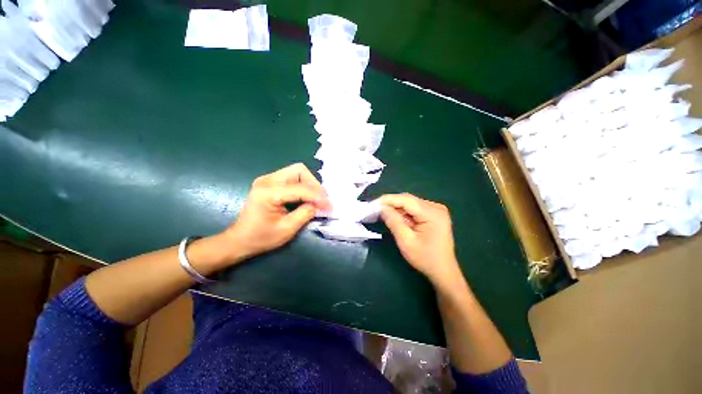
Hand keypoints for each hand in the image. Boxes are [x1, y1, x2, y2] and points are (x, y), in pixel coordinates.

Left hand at [221, 163, 329, 262]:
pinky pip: (292, 177)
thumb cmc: (261, 238)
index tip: (329, 206)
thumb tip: (320, 204)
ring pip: (297, 172)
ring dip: (310, 184)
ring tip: (316, 199)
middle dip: (314, 185)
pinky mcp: (270, 182)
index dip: (317, 196)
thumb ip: (305, 213)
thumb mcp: (287, 229)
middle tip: (321, 200)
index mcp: (267, 193)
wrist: (240, 239)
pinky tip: (306, 197)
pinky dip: (303, 185)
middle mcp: (267, 180)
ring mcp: (268, 179)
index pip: (300, 188)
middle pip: (299, 171)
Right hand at [381, 193, 461, 288]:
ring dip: (397, 208)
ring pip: (410, 203)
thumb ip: (393, 222)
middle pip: (408, 200)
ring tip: (384, 214)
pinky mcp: (434, 214)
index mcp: (433, 214)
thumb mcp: (406, 241)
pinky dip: (404, 212)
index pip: (406, 200)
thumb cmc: (425, 259)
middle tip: (376, 209)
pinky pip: (414, 208)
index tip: (373, 203)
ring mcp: (436, 210)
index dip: (388, 199)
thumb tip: (382, 208)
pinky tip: (396, 218)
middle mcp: (436, 207)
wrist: (443, 271)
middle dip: (391, 204)